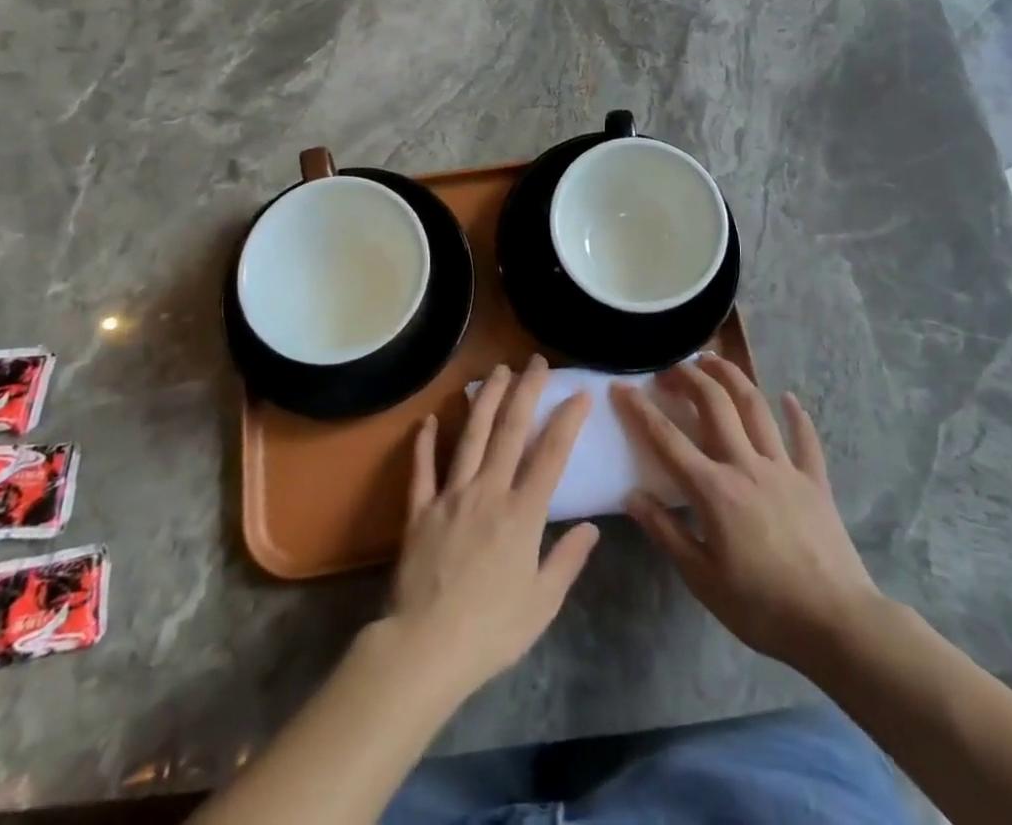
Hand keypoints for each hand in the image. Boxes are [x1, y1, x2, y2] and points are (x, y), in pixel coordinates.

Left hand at [387, 356, 599, 700]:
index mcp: (522, 514)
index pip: (551, 454)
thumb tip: (592, 527)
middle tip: (534, 362)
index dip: (567, 420)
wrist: (424, 648)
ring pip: (470, 436)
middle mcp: (488, 491)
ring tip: (496, 371)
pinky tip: (428, 419)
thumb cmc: (491, 631)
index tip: (579, 392)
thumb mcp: (542, 603)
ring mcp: (450, 496)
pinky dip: (424, 442)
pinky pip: (422, 469)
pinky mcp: (419, 510)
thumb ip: (567, 560)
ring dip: (485, 400)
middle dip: (525, 391)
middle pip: (510, 431)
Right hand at [614, 355, 879, 674]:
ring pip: (755, 408)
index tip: (620, 387)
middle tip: (670, 365)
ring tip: (714, 360)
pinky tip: (789, 398)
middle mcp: (746, 465)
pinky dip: (797, 415)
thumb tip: (632, 497)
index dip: (640, 409)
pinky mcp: (814, 481)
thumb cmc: (762, 608)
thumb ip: (666, 533)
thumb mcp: (702, 579)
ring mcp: (783, 468)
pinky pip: (805, 440)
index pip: (667, 439)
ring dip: (733, 378)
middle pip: (714, 405)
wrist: (837, 623)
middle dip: (689, 378)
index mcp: (714, 490)